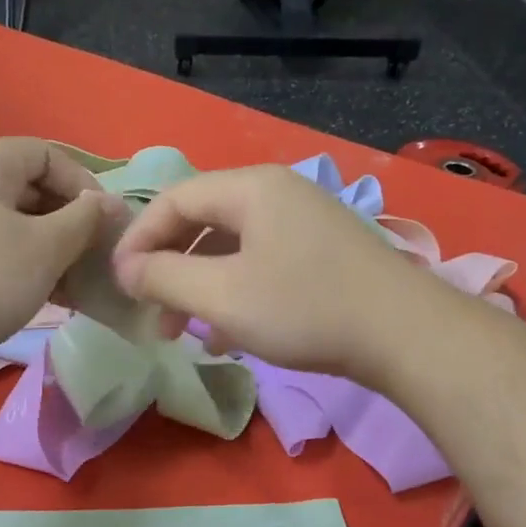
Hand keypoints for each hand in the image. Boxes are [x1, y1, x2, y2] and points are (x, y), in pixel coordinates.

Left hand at [0, 138, 125, 385]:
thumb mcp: (47, 248)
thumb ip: (85, 218)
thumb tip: (108, 202)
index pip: (47, 154)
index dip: (83, 184)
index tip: (104, 224)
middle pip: (27, 185)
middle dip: (66, 220)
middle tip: (88, 257)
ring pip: (9, 218)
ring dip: (45, 245)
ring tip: (68, 284)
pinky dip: (16, 258)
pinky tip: (36, 293)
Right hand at [111, 165, 424, 379]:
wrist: (406, 335)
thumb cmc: (305, 308)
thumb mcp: (222, 295)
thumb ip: (164, 277)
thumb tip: (125, 268)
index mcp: (250, 188)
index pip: (174, 199)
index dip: (138, 239)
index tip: (119, 282)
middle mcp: (277, 194)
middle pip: (202, 222)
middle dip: (169, 269)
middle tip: (151, 312)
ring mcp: (304, 223)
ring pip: (231, 249)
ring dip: (199, 288)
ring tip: (182, 333)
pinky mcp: (322, 253)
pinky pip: (261, 264)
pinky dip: (235, 295)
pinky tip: (227, 338)